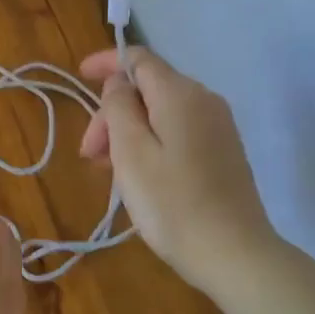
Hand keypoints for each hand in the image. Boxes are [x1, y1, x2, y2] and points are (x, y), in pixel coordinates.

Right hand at [80, 47, 276, 294]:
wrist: (235, 255)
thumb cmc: (173, 204)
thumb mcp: (131, 153)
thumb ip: (118, 107)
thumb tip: (118, 83)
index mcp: (180, 94)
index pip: (139, 58)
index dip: (106, 62)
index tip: (79, 76)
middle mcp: (204, 100)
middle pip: (148, 88)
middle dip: (113, 112)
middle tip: (90, 154)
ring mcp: (218, 126)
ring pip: (161, 111)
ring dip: (129, 131)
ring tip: (108, 170)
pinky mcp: (224, 151)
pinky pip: (178, 131)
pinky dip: (151, 142)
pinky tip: (139, 175)